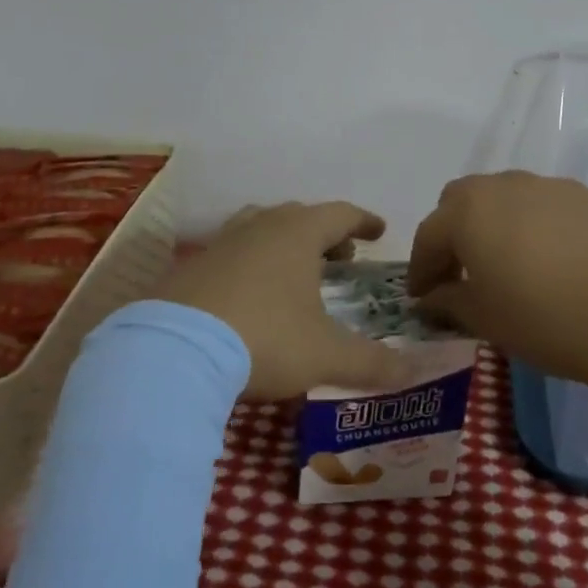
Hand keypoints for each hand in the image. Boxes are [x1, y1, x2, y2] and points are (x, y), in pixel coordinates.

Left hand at [157, 202, 412, 400]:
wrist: (174, 351)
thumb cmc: (265, 339)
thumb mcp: (326, 356)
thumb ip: (372, 363)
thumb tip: (413, 373)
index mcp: (297, 234)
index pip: (340, 214)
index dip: (363, 222)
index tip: (378, 231)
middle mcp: (259, 227)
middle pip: (299, 217)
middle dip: (324, 234)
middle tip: (341, 258)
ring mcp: (220, 244)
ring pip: (260, 229)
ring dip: (283, 244)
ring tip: (294, 272)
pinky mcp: (189, 268)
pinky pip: (230, 254)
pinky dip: (249, 265)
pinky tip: (248, 296)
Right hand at [407, 172, 587, 389]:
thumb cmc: (544, 320)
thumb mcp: (483, 318)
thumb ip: (447, 301)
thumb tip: (430, 297)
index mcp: (468, 212)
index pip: (429, 235)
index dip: (421, 268)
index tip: (421, 296)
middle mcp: (502, 186)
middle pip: (461, 201)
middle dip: (452, 233)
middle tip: (459, 272)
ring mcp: (547, 186)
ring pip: (503, 197)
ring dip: (493, 224)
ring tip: (506, 262)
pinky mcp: (584, 196)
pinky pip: (542, 203)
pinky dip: (532, 224)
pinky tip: (549, 258)